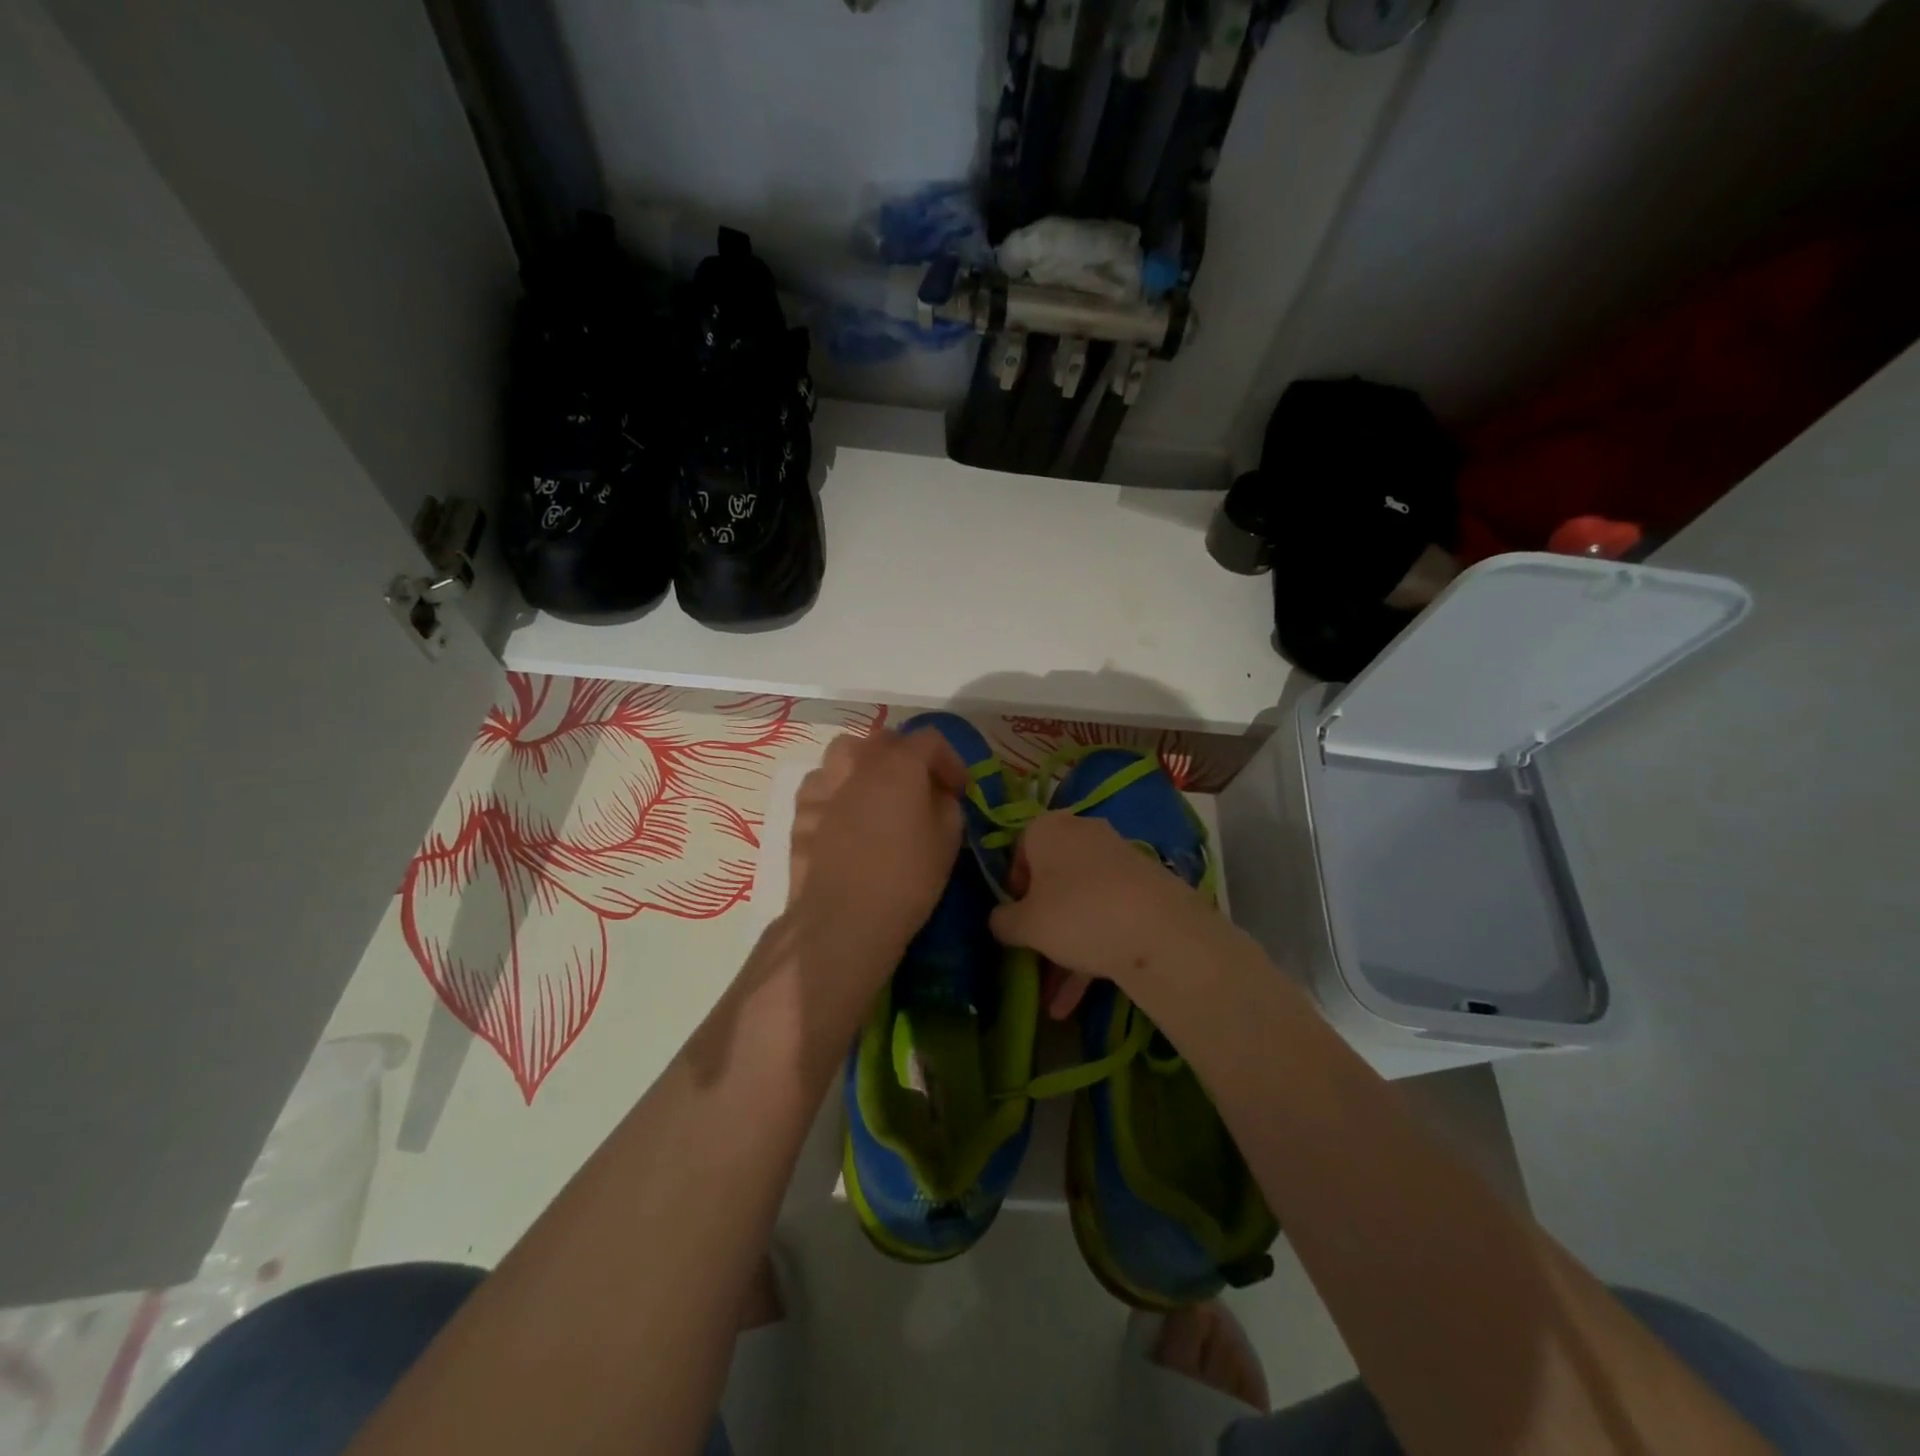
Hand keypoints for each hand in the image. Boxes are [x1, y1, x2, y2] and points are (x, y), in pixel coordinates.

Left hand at [786, 727, 966, 985]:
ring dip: (868, 766)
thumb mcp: (948, 840)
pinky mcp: (800, 807)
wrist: (841, 920)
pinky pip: (824, 782)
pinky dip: (839, 789)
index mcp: (899, 762)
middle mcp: (857, 760)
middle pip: (886, 740)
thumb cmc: (905, 879)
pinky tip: (846, 817)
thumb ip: (947, 804)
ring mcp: (823, 781)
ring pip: (848, 753)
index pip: (930, 738)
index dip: (950, 760)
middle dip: (908, 758)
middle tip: (921, 790)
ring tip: (878, 796)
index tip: (958, 789)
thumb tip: (936, 794)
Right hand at [988, 811, 1214, 1017]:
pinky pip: (1108, 918)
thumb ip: (1003, 920)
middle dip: (1041, 924)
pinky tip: (1076, 1002)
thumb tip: (999, 920)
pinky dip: (1091, 953)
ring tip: (1053, 1002)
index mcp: (1050, 828)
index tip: (1013, 917)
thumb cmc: (1076, 914)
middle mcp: (1085, 835)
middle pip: (1053, 879)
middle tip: (1031, 956)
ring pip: (1081, 905)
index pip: (1019, 848)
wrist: (1160, 933)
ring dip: (1064, 950)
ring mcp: (1120, 862)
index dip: (1012, 885)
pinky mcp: (1146, 891)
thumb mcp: (1025, 924)